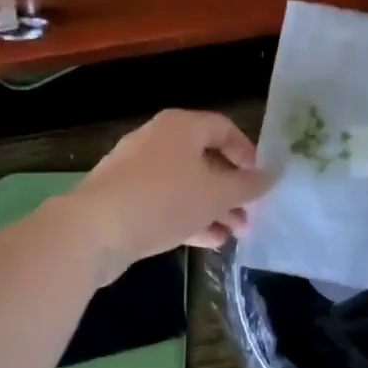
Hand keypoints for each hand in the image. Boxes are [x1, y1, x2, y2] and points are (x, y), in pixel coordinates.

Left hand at [69, 110, 270, 267]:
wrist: (94, 230)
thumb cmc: (164, 200)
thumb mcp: (216, 194)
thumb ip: (248, 185)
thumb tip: (273, 175)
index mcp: (181, 126)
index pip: (224, 128)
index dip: (247, 153)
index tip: (260, 180)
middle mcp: (158, 139)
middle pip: (205, 158)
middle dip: (231, 188)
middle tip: (251, 213)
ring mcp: (137, 169)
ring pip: (186, 183)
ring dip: (213, 207)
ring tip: (236, 233)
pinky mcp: (123, 197)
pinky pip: (165, 201)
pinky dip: (188, 216)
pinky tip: (210, 241)